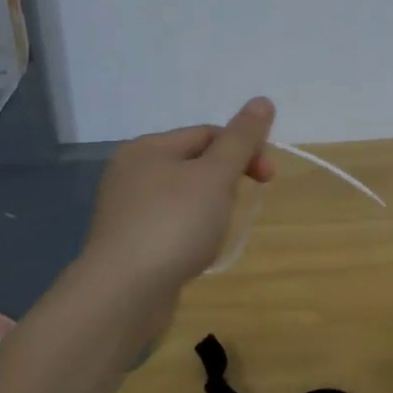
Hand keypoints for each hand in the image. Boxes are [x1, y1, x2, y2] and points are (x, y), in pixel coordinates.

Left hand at [80, 98, 277, 299]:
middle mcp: (131, 171)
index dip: (244, 149)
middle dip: (226, 182)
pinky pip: (170, 225)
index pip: (208, 133)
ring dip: (210, 210)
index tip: (268, 178)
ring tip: (215, 234)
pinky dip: (190, 233)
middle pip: (195, 164)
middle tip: (238, 207)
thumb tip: (262, 99)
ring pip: (184, 197)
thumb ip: (241, 139)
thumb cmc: (174, 224)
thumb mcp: (215, 175)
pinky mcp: (128, 242)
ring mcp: (126, 209)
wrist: (124, 293)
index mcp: (148, 147)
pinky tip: (195, 252)